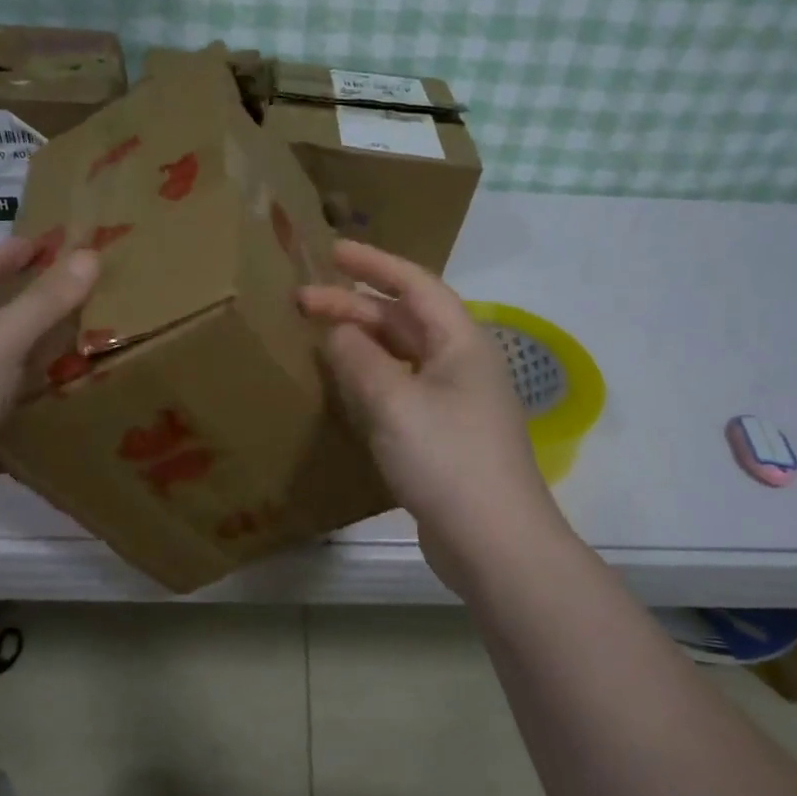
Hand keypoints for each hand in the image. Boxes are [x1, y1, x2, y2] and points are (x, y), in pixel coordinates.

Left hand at [0, 236, 98, 541]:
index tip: (43, 242)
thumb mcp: (0, 341)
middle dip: (31, 308)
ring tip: (92, 353)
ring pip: (6, 376)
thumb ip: (45, 301)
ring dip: (41, 365)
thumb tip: (90, 253)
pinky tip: (73, 414)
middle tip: (83, 296)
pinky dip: (39, 417)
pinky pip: (13, 423)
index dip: (4, 255)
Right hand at [297, 241, 559, 583]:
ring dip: (362, 342)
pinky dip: (371, 378)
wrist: (495, 543)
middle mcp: (462, 363)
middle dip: (355, 306)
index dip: (374, 264)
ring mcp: (455, 402)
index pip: (415, 285)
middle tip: (302, 302)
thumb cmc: (447, 460)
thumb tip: (337, 333)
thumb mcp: (395, 402)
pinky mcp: (443, 435)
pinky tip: (344, 386)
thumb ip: (360, 360)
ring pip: (402, 355)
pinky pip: (401, 389)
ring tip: (317, 336)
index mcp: (461, 342)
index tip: (332, 252)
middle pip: (404, 320)